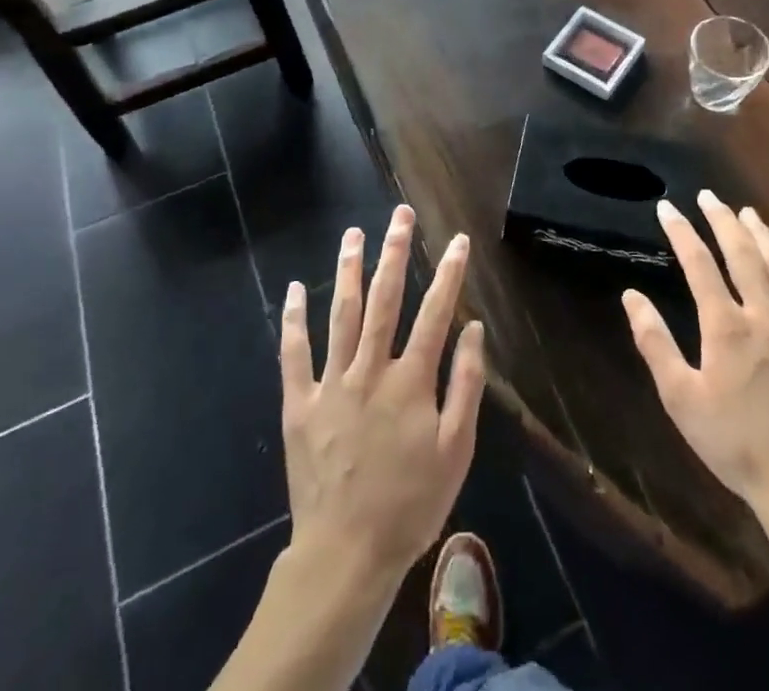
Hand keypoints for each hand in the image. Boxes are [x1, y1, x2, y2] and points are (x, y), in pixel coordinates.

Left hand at [279, 205, 485, 586]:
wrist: (346, 554)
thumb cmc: (410, 505)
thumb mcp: (456, 452)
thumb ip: (467, 386)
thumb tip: (474, 330)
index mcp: (411, 381)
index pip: (434, 313)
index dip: (449, 273)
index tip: (458, 240)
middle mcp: (370, 370)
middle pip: (384, 299)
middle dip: (394, 252)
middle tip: (399, 215)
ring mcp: (331, 384)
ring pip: (340, 314)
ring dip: (348, 270)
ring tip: (353, 233)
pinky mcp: (300, 404)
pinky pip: (294, 354)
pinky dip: (293, 319)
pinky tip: (294, 288)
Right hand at [622, 189, 768, 514]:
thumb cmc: (733, 443)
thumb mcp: (680, 397)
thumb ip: (654, 342)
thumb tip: (631, 296)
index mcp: (725, 325)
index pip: (698, 263)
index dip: (681, 231)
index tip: (667, 207)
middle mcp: (764, 316)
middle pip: (742, 255)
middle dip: (723, 221)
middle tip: (710, 197)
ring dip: (764, 238)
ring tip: (750, 213)